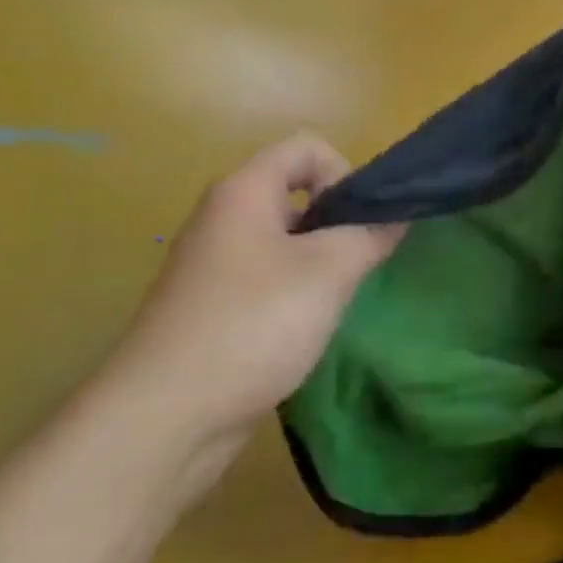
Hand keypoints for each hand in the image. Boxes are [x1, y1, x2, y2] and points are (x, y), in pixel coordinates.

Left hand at [107, 134, 404, 447]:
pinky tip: (303, 329)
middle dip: (336, 222)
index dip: (345, 173)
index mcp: (243, 191)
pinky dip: (293, 291)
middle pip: (295, 192)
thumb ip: (370, 235)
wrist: (165, 415)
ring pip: (283, 239)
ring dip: (318, 261)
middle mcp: (223, 216)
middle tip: (357, 266)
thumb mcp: (328, 273)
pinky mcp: (211, 304)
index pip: (306, 147)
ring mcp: (213, 262)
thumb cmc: (252, 325)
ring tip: (334, 302)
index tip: (360, 224)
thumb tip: (397, 215)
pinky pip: (265, 276)